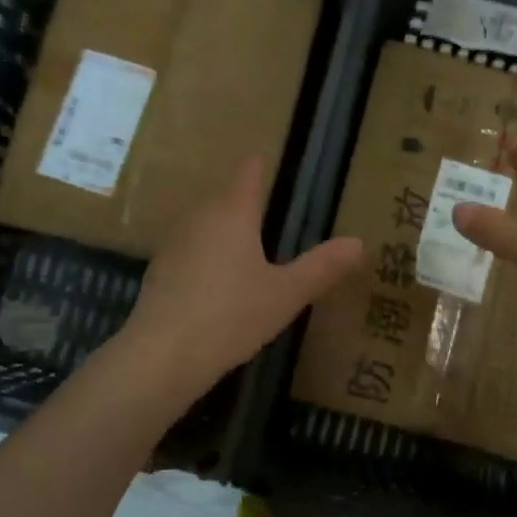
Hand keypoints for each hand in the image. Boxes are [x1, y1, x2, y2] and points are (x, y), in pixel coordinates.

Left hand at [121, 157, 362, 400]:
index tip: (264, 161)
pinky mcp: (158, 272)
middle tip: (267, 212)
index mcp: (233, 214)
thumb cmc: (231, 316)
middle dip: (243, 203)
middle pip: (224, 199)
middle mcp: (199, 218)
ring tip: (245, 247)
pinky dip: (205, 258)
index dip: (258, 167)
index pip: (247, 175)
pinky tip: (215, 283)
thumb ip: (321, 267)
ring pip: (204, 226)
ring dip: (222, 232)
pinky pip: (189, 252)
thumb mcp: (286, 294)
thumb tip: (358, 242)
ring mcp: (173, 244)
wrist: (162, 356)